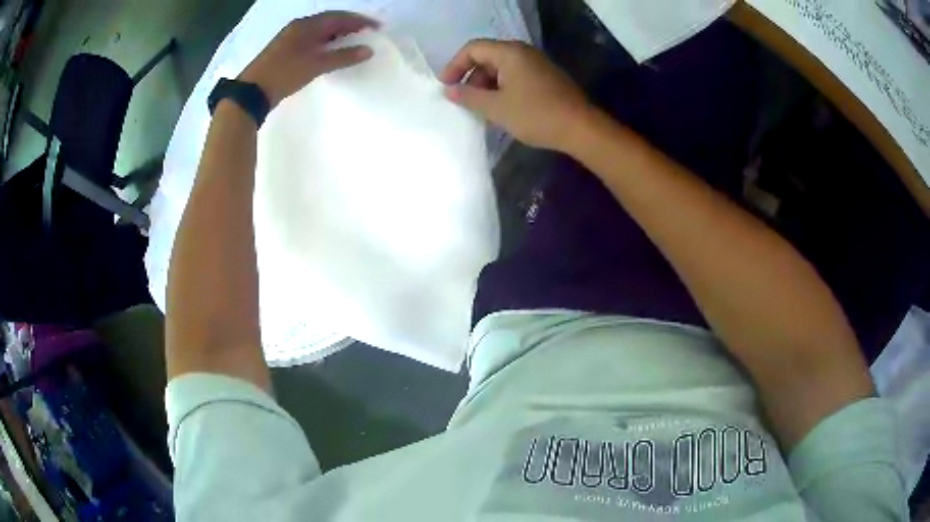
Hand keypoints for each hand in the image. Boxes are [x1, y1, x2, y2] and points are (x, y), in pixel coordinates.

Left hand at [238, 11, 378, 109]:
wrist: (252, 92)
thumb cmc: (285, 73)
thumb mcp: (316, 65)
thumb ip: (343, 57)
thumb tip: (368, 50)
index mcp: (306, 25)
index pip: (338, 17)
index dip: (359, 21)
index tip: (377, 27)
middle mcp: (299, 27)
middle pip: (329, 21)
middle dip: (349, 26)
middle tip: (367, 34)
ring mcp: (291, 38)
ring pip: (320, 31)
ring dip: (337, 34)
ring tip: (353, 42)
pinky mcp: (286, 50)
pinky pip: (312, 40)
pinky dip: (326, 43)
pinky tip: (332, 52)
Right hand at [440, 40, 592, 152]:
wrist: (580, 128)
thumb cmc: (535, 115)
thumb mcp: (496, 107)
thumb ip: (469, 96)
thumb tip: (449, 90)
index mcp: (509, 52)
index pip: (473, 49)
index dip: (455, 65)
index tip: (445, 86)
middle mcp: (523, 52)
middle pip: (487, 57)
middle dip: (471, 77)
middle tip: (465, 101)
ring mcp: (537, 64)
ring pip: (502, 69)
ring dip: (487, 86)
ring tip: (482, 109)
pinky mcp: (545, 78)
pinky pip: (516, 77)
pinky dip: (502, 89)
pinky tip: (502, 109)